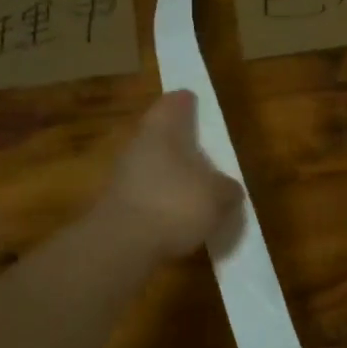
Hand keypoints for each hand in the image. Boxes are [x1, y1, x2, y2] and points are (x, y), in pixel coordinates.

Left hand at [99, 91, 245, 259]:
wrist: (120, 246)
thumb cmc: (174, 205)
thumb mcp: (217, 197)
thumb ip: (227, 189)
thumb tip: (229, 189)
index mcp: (161, 130)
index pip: (173, 103)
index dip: (186, 102)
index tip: (194, 101)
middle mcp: (138, 145)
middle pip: (160, 134)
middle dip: (179, 141)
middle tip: (202, 149)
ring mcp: (123, 176)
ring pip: (152, 164)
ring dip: (171, 173)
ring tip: (196, 188)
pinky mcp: (117, 206)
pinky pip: (146, 193)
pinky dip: (162, 199)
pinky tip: (178, 216)